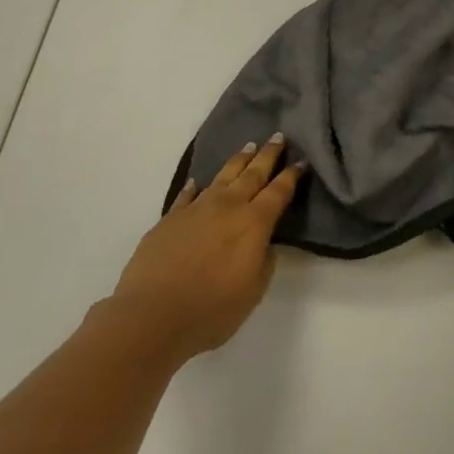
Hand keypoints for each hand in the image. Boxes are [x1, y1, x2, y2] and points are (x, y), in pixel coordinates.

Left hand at [112, 135, 302, 363]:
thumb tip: (265, 243)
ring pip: (223, 176)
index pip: (278, 192)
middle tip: (278, 137)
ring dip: (238, 160)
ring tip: (249, 147)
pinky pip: (187, 195)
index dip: (291, 175)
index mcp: (254, 223)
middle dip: (268, 155)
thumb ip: (264, 262)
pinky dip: (194, 187)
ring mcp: (196, 209)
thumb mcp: (253, 292)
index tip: (301, 160)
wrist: (152, 315)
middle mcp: (228, 207)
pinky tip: (197, 182)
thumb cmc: (211, 310)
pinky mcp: (170, 218)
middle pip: (253, 174)